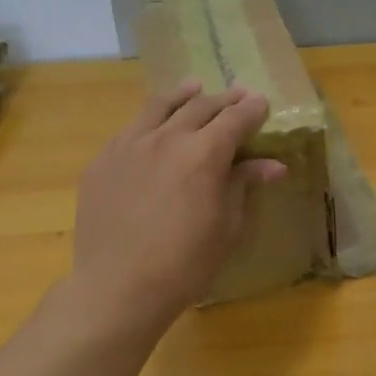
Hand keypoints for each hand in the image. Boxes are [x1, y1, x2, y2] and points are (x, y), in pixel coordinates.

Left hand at [67, 81, 285, 341]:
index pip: (235, 119)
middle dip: (223, 99)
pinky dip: (149, 121)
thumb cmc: (185, 264)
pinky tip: (152, 127)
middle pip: (200, 106)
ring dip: (183, 95)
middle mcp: (166, 138)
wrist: (117, 288)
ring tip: (194, 88)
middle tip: (237, 95)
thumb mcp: (226, 227)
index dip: (252, 109)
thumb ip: (243, 185)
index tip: (262, 102)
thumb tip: (273, 164)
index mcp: (204, 154)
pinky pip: (130, 130)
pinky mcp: (102, 161)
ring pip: (159, 107)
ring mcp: (128, 146)